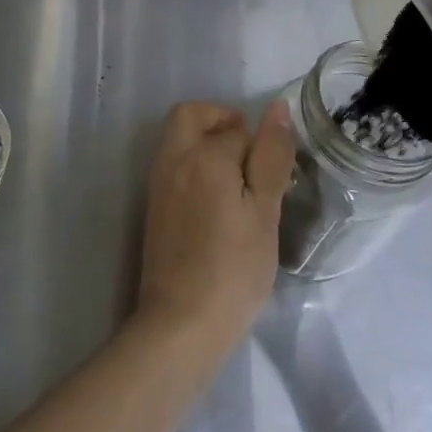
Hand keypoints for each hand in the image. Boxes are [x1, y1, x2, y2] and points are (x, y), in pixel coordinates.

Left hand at [135, 102, 294, 358]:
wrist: (181, 323)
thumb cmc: (233, 269)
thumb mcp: (265, 212)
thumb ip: (270, 156)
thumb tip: (277, 108)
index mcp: (203, 155)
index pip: (236, 128)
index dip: (260, 145)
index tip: (276, 176)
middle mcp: (173, 159)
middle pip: (190, 115)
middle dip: (220, 121)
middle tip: (250, 156)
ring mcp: (158, 184)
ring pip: (178, 139)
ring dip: (206, 144)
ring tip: (239, 185)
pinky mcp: (154, 208)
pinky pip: (173, 166)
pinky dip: (194, 167)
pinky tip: (217, 205)